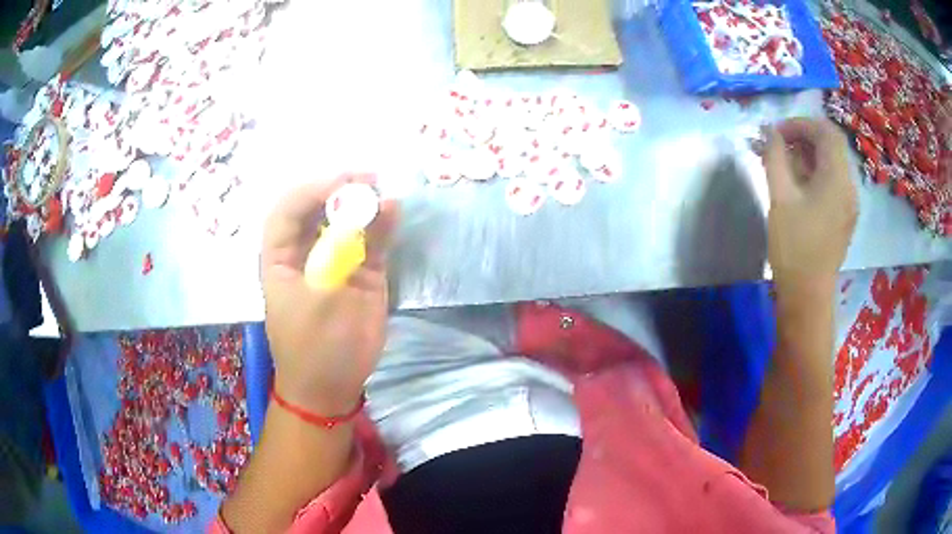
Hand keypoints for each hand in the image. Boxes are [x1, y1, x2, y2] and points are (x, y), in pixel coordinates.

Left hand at [261, 174, 398, 414]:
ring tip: (383, 192)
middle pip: (319, 209)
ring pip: (347, 221)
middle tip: (368, 181)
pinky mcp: (362, 272)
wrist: (332, 387)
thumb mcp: (322, 300)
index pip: (288, 211)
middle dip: (340, 191)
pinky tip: (394, 212)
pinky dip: (383, 226)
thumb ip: (346, 253)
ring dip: (363, 204)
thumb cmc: (314, 347)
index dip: (311, 192)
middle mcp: (306, 251)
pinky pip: (372, 241)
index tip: (341, 184)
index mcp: (280, 257)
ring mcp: (336, 260)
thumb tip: (371, 210)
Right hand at [763, 118, 856, 288]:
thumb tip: (769, 132)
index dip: (800, 124)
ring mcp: (848, 202)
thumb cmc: (794, 247)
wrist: (808, 296)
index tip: (776, 133)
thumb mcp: (780, 198)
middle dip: (803, 137)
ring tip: (782, 163)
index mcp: (837, 178)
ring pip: (831, 162)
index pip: (825, 131)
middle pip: (830, 145)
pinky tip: (797, 183)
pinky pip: (832, 181)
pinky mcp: (844, 215)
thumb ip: (775, 158)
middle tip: (777, 145)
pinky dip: (814, 172)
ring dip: (807, 154)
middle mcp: (849, 186)